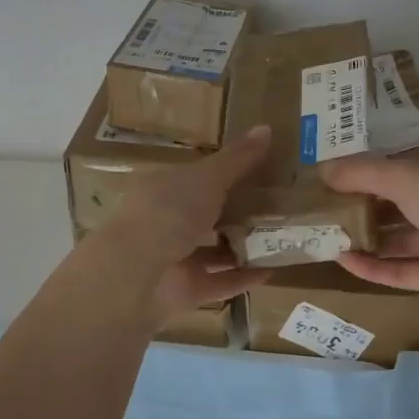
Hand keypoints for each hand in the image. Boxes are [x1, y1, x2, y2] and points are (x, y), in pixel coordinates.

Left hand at [101, 125, 274, 323]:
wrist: (137, 273)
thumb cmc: (169, 211)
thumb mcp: (208, 177)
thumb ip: (238, 159)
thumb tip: (267, 127)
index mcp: (163, 189)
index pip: (195, 178)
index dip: (224, 173)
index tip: (258, 172)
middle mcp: (166, 223)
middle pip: (205, 215)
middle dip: (236, 212)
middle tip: (277, 206)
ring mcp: (174, 259)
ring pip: (213, 251)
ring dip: (242, 247)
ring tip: (281, 238)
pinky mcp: (186, 291)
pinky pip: (220, 283)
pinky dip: (244, 278)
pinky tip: (272, 271)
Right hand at [318, 155, 418, 305]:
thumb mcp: (404, 176)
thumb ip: (361, 173)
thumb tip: (322, 169)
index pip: (396, 170)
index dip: (363, 174)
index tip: (328, 182)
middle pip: (395, 206)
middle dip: (360, 209)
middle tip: (320, 214)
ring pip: (399, 240)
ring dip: (365, 239)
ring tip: (326, 239)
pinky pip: (405, 270)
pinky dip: (377, 267)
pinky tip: (345, 262)